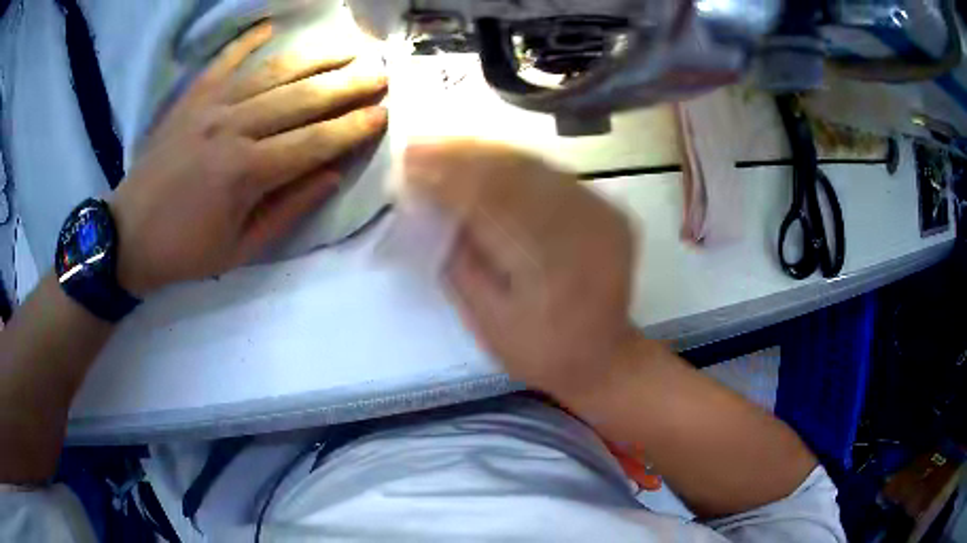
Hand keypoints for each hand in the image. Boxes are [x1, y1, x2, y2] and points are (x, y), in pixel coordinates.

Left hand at [112, 22, 388, 295]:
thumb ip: (286, 211)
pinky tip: (270, 26)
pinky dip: (246, 41)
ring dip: (314, 56)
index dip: (352, 128)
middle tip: (382, 71)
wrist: (126, 236)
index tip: (384, 114)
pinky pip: (223, 61)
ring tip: (347, 46)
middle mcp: (232, 129)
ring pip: (272, 72)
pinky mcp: (190, 99)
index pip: (314, 142)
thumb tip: (331, 176)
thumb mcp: (239, 250)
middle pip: (301, 99)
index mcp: (245, 173)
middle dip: (348, 84)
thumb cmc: (183, 251)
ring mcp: (209, 107)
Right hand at [405, 140, 636, 399]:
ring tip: (444, 144)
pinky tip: (486, 157)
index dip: (445, 178)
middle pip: (513, 173)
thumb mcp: (488, 321)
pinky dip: (516, 164)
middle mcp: (583, 228)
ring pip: (535, 167)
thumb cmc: (541, 351)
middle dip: (460, 155)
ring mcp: (602, 214)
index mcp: (551, 265)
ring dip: (486, 152)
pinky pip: (556, 177)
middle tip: (419, 145)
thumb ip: (461, 263)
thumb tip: (435, 210)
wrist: (604, 358)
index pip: (488, 202)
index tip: (408, 165)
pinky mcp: (609, 210)